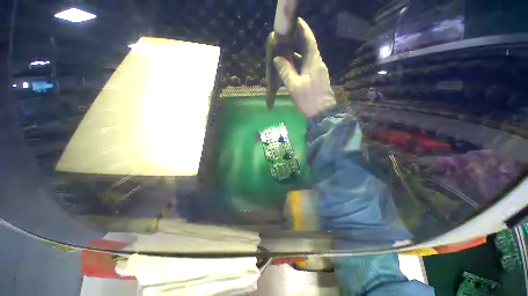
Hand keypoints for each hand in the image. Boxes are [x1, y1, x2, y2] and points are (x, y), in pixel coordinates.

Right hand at [273, 18, 335, 117]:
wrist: (322, 113)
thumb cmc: (308, 99)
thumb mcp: (294, 86)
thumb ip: (285, 71)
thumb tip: (277, 58)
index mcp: (313, 61)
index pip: (309, 39)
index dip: (302, 28)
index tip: (293, 22)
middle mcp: (317, 63)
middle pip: (307, 47)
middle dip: (295, 41)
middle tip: (283, 40)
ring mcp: (317, 71)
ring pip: (306, 58)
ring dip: (295, 54)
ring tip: (283, 53)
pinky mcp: (316, 78)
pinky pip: (306, 67)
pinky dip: (298, 64)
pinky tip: (290, 68)